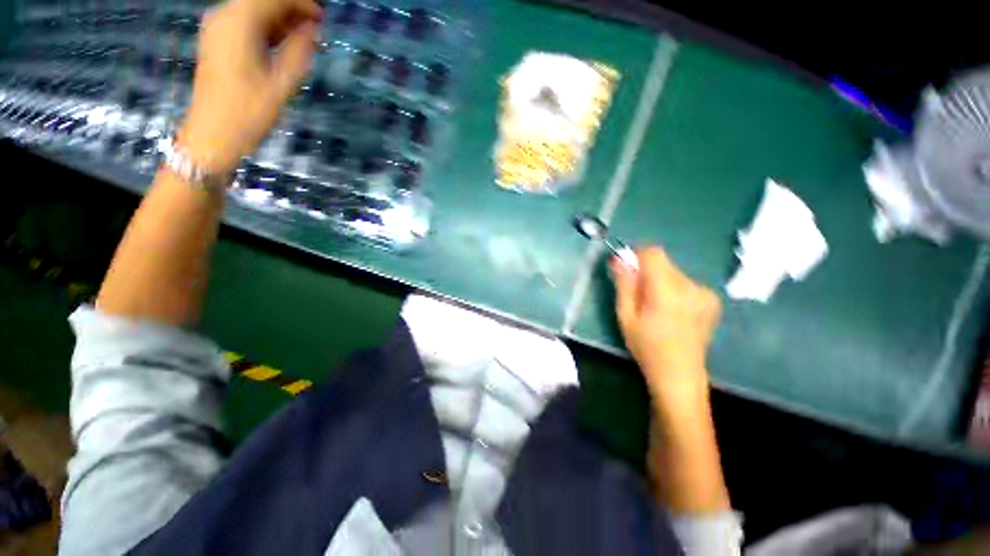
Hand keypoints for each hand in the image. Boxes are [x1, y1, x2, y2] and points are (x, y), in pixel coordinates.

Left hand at [180, 0, 322, 174]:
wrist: (212, 134)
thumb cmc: (248, 113)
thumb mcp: (281, 84)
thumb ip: (298, 51)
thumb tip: (312, 29)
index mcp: (239, 23)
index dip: (301, 4)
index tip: (322, 18)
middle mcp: (224, 17)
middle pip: (262, 0)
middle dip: (290, 10)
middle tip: (316, 30)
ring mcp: (217, 28)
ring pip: (254, 10)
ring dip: (280, 20)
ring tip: (304, 39)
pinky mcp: (216, 41)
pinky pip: (245, 23)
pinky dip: (266, 28)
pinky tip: (283, 44)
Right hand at [611, 247, 721, 397]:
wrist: (680, 373)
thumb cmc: (646, 346)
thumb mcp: (625, 315)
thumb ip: (624, 284)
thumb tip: (620, 258)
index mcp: (667, 291)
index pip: (654, 253)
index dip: (637, 255)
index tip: (628, 270)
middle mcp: (691, 286)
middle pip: (664, 262)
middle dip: (647, 272)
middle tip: (638, 296)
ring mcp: (705, 293)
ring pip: (674, 272)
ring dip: (660, 281)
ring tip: (655, 307)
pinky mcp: (712, 299)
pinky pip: (685, 282)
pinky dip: (674, 289)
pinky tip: (672, 311)